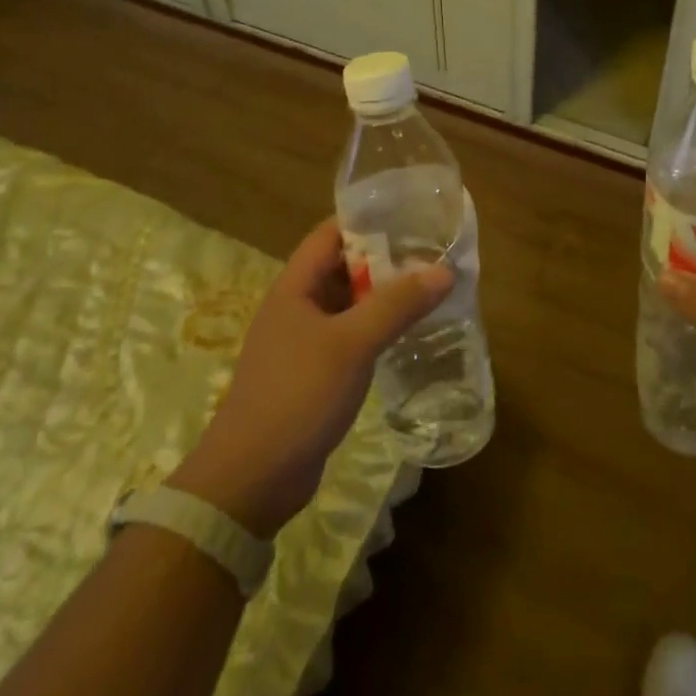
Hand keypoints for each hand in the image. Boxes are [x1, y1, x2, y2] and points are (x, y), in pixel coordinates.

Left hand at [169, 218, 452, 536]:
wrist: (252, 479)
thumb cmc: (297, 396)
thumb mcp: (351, 344)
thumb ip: (397, 305)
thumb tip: (443, 270)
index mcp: (294, 288)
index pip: (329, 234)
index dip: (366, 220)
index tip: (410, 217)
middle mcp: (295, 307)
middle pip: (341, 267)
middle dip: (383, 259)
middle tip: (430, 254)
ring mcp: (302, 343)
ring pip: (347, 305)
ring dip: (381, 296)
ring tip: (427, 289)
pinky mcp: (312, 374)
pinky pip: (348, 337)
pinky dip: (374, 329)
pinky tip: (405, 334)